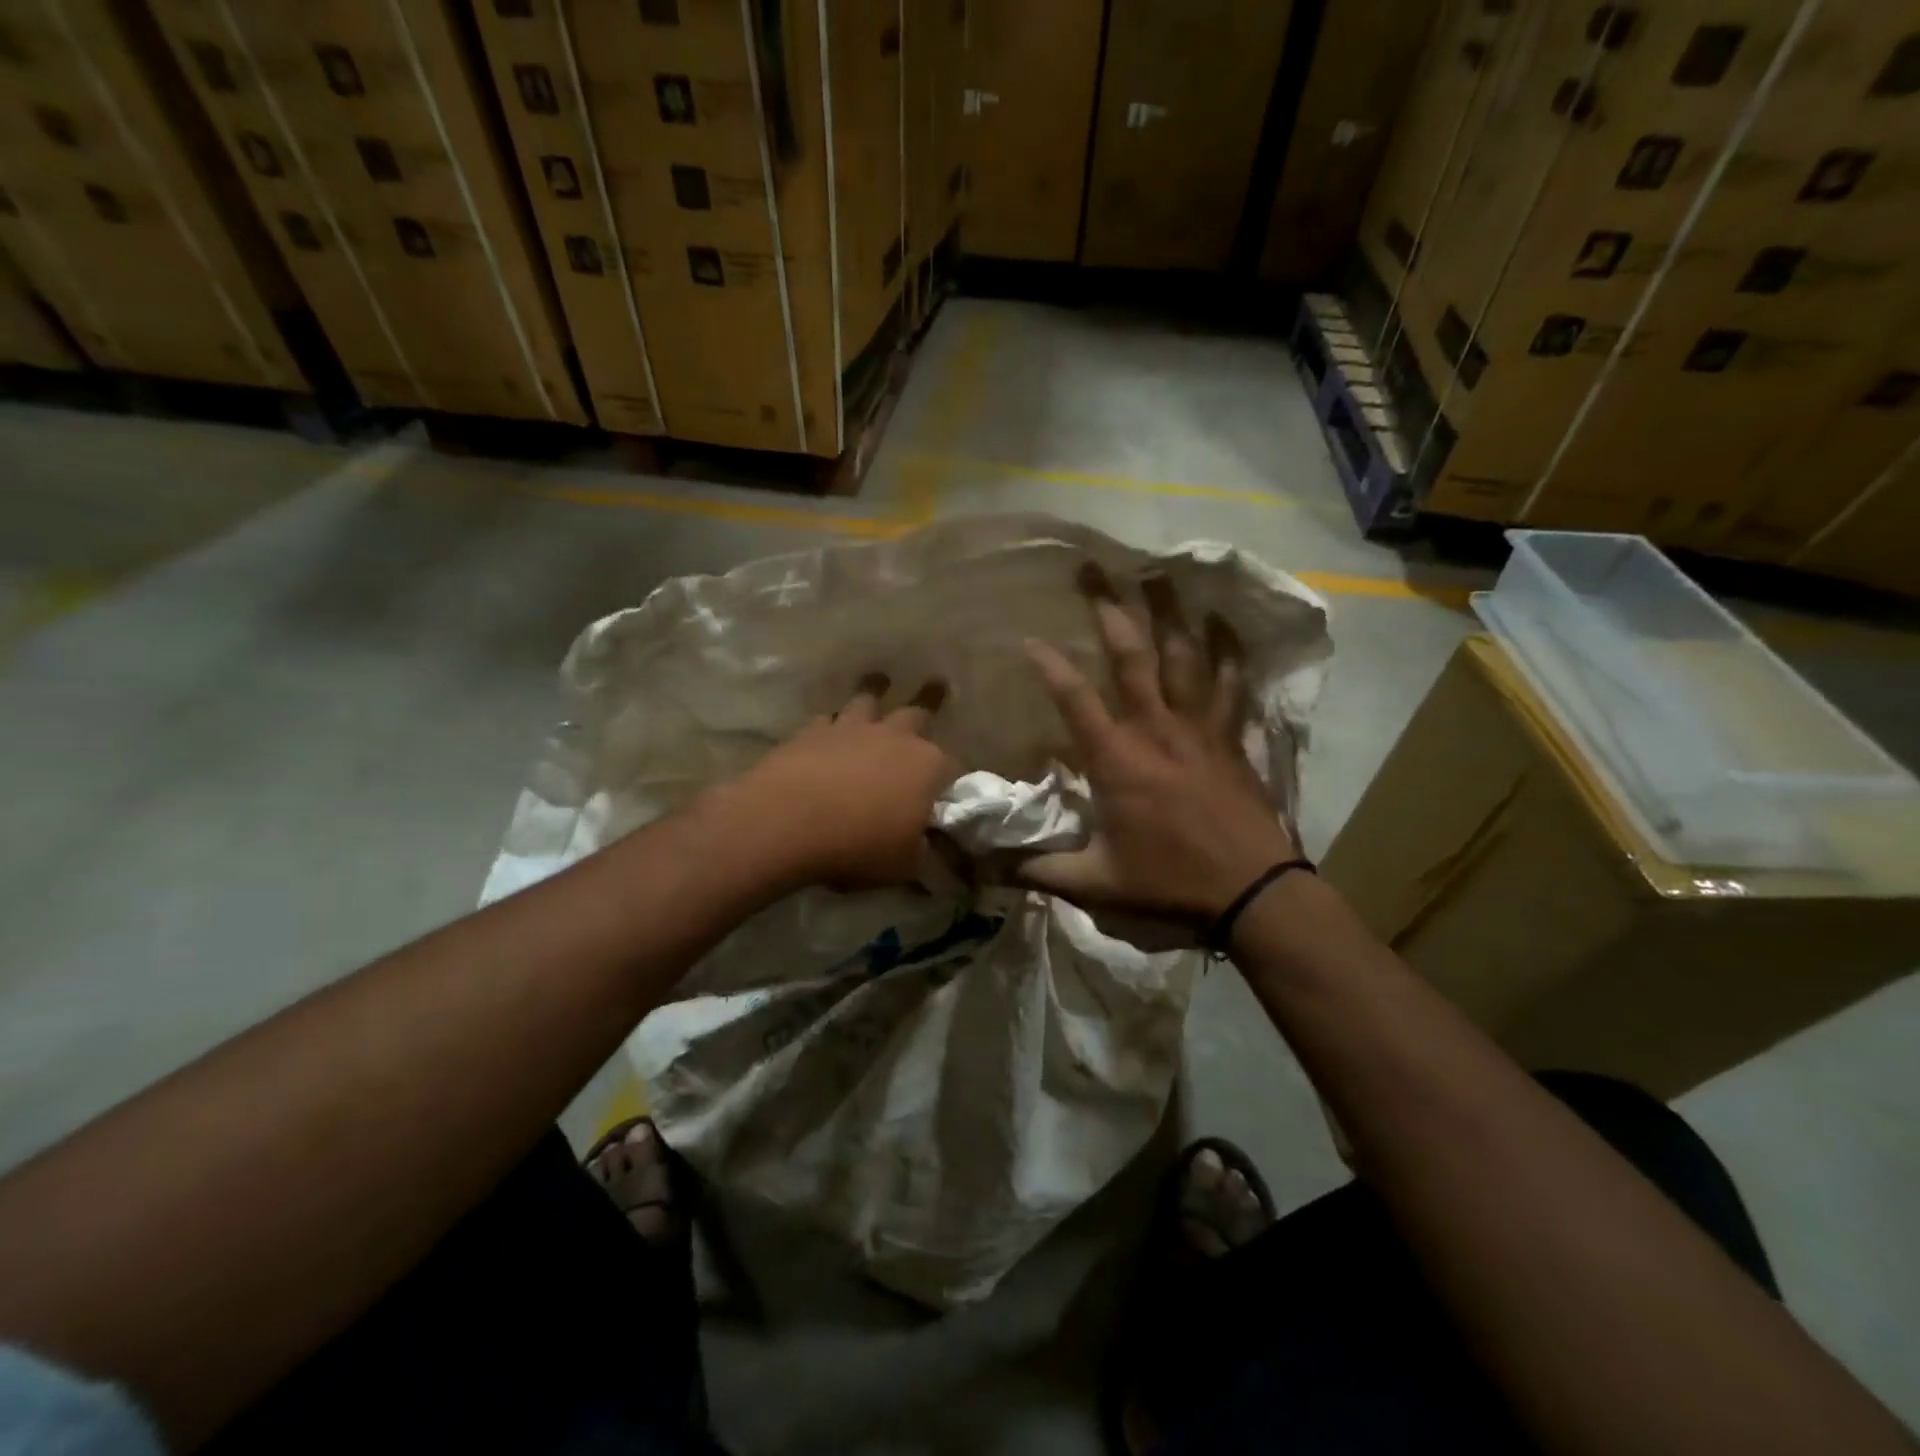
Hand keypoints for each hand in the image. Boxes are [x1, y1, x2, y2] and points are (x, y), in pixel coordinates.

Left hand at [727, 673, 957, 889]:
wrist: (786, 822)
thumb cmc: (858, 845)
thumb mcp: (905, 865)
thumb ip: (926, 854)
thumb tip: (937, 855)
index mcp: (928, 766)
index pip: (954, 767)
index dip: (952, 779)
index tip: (948, 789)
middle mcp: (895, 737)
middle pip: (918, 713)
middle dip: (929, 701)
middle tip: (937, 685)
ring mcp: (852, 728)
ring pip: (869, 700)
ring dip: (876, 693)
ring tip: (879, 681)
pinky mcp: (812, 731)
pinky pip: (828, 720)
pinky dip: (833, 724)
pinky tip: (829, 729)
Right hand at [1020, 566, 1297, 924]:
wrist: (1253, 891)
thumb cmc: (1171, 883)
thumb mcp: (1096, 883)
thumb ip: (1040, 869)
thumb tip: (988, 866)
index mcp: (1117, 760)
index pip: (1075, 699)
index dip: (1049, 665)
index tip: (1029, 637)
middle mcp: (1156, 729)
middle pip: (1132, 657)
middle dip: (1110, 611)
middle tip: (1096, 571)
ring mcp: (1198, 728)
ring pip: (1183, 658)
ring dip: (1169, 614)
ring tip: (1159, 574)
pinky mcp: (1229, 737)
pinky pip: (1229, 683)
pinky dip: (1226, 651)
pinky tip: (1223, 621)